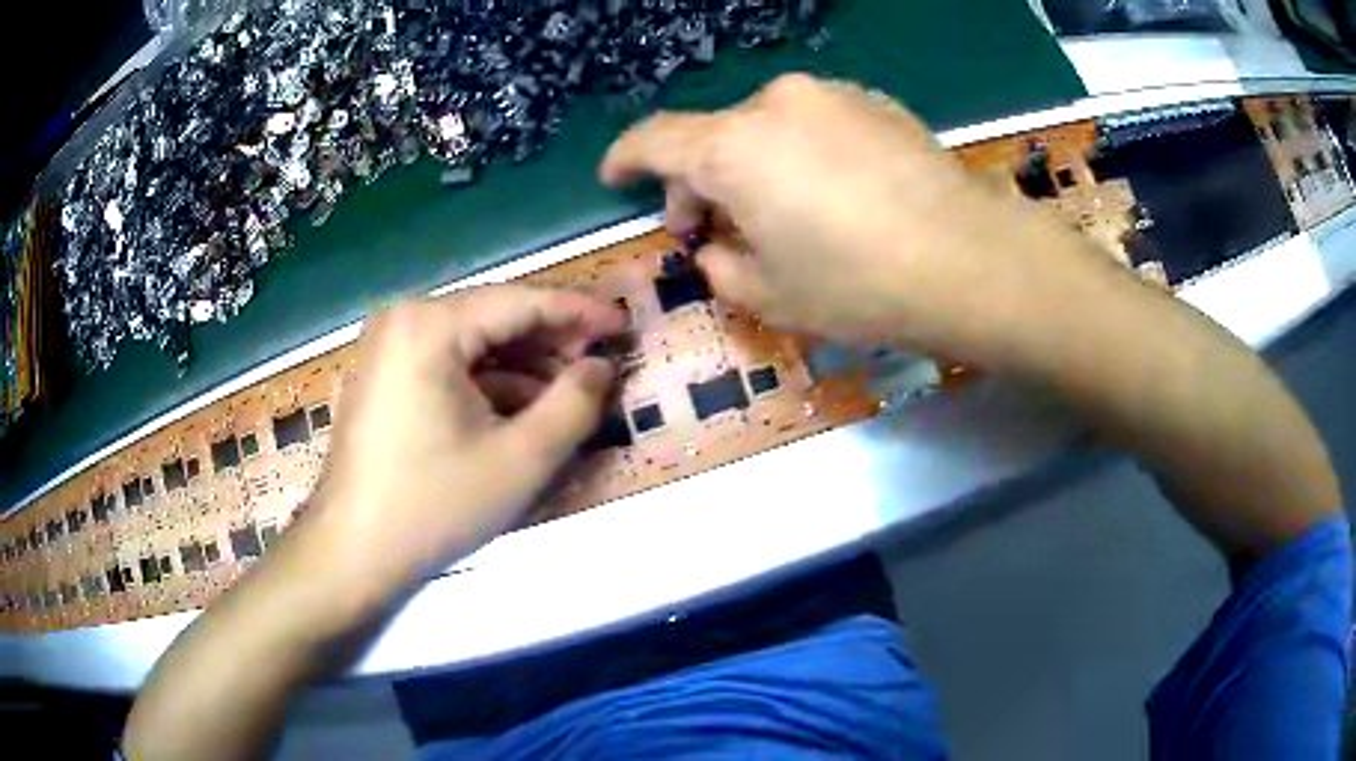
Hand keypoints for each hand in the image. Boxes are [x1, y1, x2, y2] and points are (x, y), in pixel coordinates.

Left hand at [303, 285, 625, 597]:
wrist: (351, 554)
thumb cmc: (432, 505)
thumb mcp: (520, 460)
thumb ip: (574, 405)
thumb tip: (601, 367)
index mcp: (429, 325)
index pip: (521, 301)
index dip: (580, 312)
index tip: (624, 326)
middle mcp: (402, 320)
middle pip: (493, 317)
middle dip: (551, 342)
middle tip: (601, 365)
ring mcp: (386, 348)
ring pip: (471, 343)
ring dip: (522, 365)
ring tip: (570, 392)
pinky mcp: (382, 377)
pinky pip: (446, 365)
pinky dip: (487, 383)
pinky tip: (522, 410)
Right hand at [601, 73, 1115, 366]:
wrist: (972, 261)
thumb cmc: (860, 287)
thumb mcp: (771, 296)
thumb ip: (720, 266)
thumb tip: (714, 245)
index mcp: (733, 147)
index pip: (654, 139)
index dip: (627, 159)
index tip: (618, 179)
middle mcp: (775, 104)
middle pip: (713, 136)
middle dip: (700, 182)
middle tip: (714, 231)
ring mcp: (831, 96)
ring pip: (764, 127)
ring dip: (754, 166)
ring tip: (782, 215)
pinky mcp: (875, 103)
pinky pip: (815, 124)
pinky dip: (801, 154)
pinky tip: (833, 195)